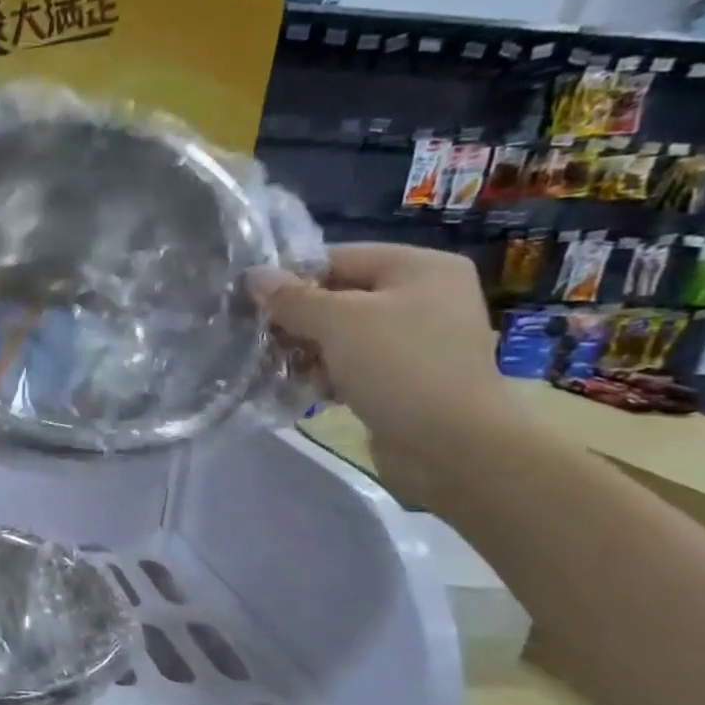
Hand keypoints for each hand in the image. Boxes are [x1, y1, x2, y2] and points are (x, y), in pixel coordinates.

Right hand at [249, 244, 511, 492]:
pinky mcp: (405, 377)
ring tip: (274, 366)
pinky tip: (301, 387)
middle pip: (340, 296)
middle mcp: (423, 296)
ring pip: (342, 333)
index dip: (292, 278)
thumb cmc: (399, 367)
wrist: (452, 446)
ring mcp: (416, 339)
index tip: (251, 303)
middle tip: (258, 338)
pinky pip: (354, 363)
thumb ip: (293, 298)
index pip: (339, 258)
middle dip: (297, 318)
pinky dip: (326, 373)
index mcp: (420, 268)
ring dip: (306, 349)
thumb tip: (253, 276)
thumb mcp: (338, 322)